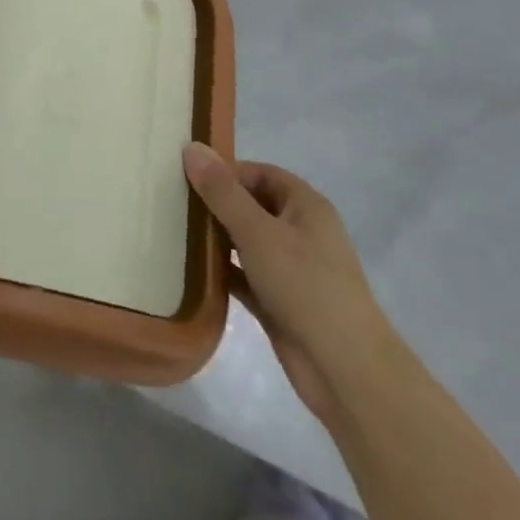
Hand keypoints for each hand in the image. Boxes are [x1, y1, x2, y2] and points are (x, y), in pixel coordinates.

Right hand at [183, 143, 401, 428]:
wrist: (347, 372)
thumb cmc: (306, 286)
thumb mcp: (258, 232)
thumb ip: (222, 191)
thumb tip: (191, 147)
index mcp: (305, 206)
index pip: (259, 172)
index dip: (225, 171)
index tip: (185, 175)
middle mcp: (300, 231)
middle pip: (251, 205)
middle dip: (215, 203)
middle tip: (172, 201)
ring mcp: (291, 269)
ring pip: (246, 241)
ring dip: (216, 238)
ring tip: (173, 230)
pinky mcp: (279, 302)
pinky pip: (244, 276)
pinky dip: (222, 272)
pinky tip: (190, 269)